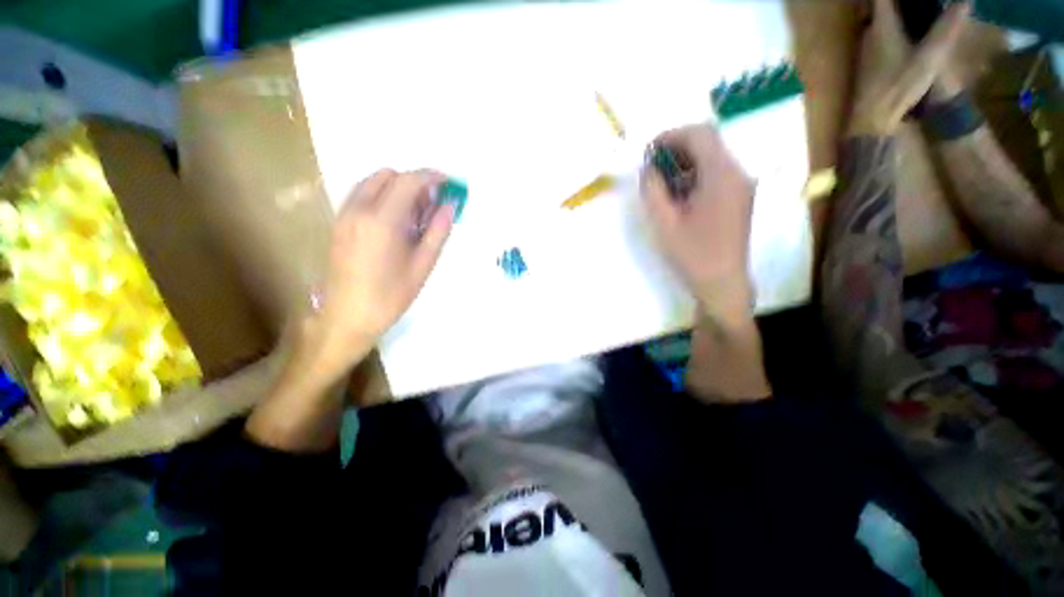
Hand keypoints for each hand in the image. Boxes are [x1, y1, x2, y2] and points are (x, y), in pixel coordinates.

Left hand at [309, 169, 453, 376]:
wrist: (347, 316)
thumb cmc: (390, 295)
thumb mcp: (423, 265)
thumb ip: (438, 232)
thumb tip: (450, 206)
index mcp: (382, 221)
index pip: (408, 182)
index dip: (431, 177)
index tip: (448, 182)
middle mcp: (359, 209)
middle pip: (389, 175)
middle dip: (415, 182)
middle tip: (433, 203)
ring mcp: (345, 214)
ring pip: (373, 182)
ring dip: (397, 187)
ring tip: (416, 213)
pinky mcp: (339, 223)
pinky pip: (363, 195)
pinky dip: (383, 196)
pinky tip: (396, 220)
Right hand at [643, 125, 754, 322]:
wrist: (722, 283)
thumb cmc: (692, 254)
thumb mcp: (664, 223)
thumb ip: (653, 190)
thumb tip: (648, 168)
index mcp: (722, 176)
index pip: (700, 134)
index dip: (671, 135)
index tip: (649, 152)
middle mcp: (737, 173)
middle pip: (708, 142)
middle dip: (676, 149)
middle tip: (652, 168)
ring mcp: (741, 185)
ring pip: (711, 158)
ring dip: (684, 163)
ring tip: (661, 183)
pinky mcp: (739, 197)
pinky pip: (716, 174)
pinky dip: (694, 175)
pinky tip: (678, 195)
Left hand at [849, 0, 968, 135]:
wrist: (871, 117)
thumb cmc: (899, 86)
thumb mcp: (930, 56)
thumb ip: (947, 27)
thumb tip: (965, 0)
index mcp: (881, 25)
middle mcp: (869, 32)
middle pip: (879, 5)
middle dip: (897, 1)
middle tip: (922, 2)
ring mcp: (866, 47)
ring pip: (879, 18)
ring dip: (896, 10)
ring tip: (919, 7)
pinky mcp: (868, 60)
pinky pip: (880, 32)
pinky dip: (894, 24)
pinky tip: (909, 28)